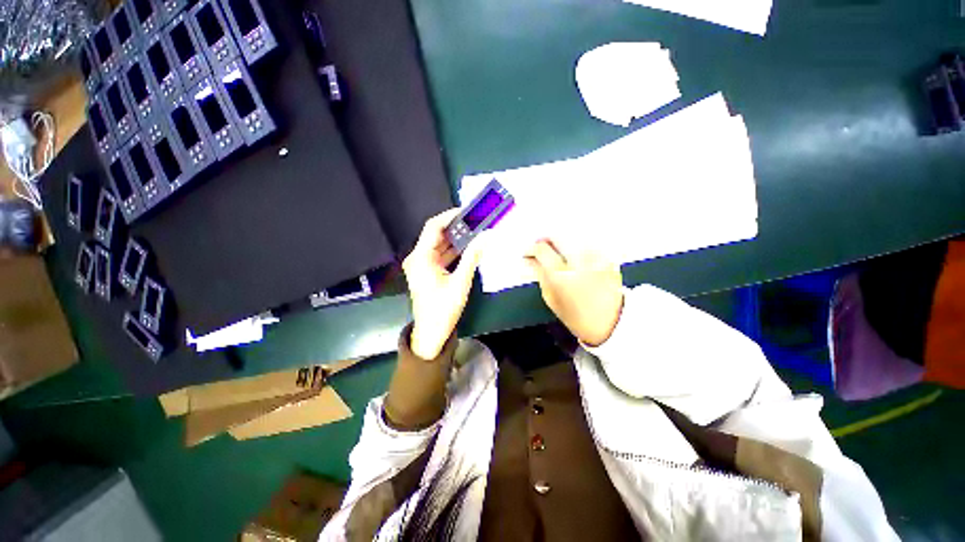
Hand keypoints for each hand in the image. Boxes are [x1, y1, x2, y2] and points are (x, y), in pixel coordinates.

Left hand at [403, 209, 485, 358]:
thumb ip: (473, 256)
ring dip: (456, 239)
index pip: (434, 227)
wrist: (431, 333)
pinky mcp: (426, 272)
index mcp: (421, 257)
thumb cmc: (443, 308)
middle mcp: (417, 257)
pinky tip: (468, 247)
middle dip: (456, 227)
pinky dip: (453, 250)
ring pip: (439, 245)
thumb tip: (487, 236)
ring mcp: (421, 265)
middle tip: (476, 221)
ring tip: (476, 231)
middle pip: (436, 234)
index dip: (450, 216)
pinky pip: (440, 255)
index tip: (468, 211)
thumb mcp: (460, 282)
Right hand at [525, 239, 623, 346]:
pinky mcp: (607, 257)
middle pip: (558, 236)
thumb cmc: (577, 315)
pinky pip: (587, 243)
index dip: (531, 249)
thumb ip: (540, 274)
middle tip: (541, 247)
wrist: (612, 323)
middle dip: (546, 240)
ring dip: (562, 241)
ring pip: (573, 236)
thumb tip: (530, 260)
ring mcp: (596, 257)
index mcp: (561, 276)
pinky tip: (575, 256)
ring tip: (557, 251)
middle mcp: (579, 261)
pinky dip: (577, 245)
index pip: (541, 249)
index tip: (528, 253)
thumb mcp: (551, 299)